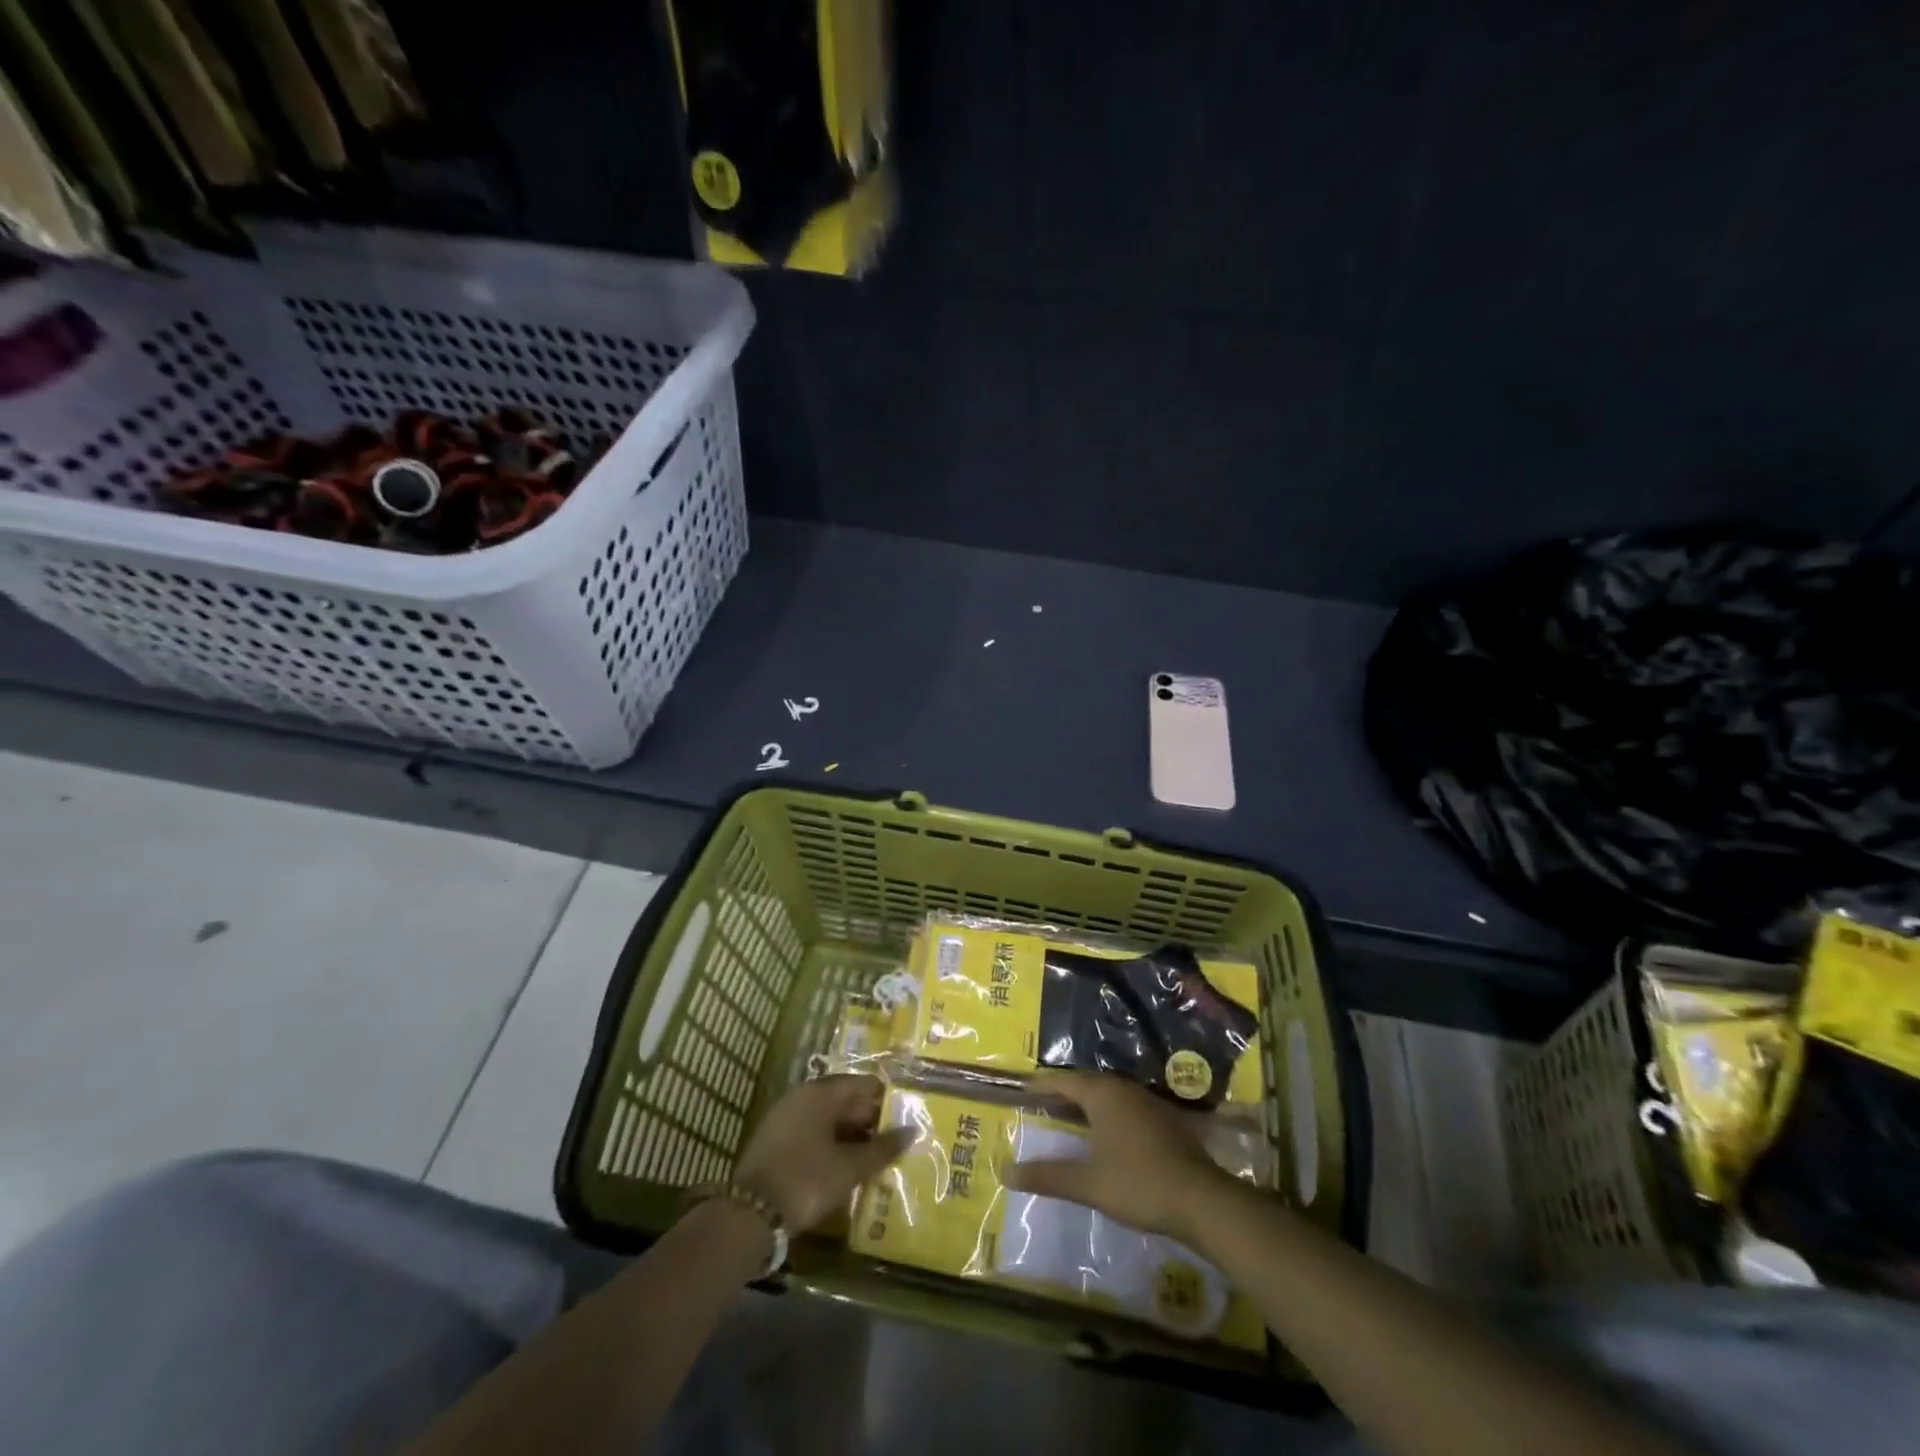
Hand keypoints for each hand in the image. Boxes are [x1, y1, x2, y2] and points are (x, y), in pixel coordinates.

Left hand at [731, 1074, 916, 1231]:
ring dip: (851, 1136)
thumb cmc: (806, 1180)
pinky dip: (831, 1146)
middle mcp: (801, 1096)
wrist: (749, 1215)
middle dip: (869, 1121)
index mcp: (820, 1092)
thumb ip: (882, 1149)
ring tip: (875, 1158)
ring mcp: (785, 1118)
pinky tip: (846, 1167)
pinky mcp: (775, 1142)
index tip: (905, 1117)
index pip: (861, 1084)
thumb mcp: (850, 1167)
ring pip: (827, 1120)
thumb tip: (912, 1132)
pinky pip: (812, 1134)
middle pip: (844, 1101)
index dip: (885, 1099)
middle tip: (894, 1142)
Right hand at [1001, 1071, 1234, 1240]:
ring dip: (1088, 1103)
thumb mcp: (1087, 1183)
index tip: (1024, 1090)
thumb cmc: (1137, 1183)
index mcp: (1103, 1094)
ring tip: (1070, 1116)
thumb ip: (1048, 1176)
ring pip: (1109, 1095)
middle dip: (1064, 1092)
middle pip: (1087, 1084)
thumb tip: (1006, 1172)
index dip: (1042, 1086)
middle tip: (1043, 1102)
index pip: (1065, 1081)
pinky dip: (1108, 1115)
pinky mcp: (1165, 1120)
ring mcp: (1148, 1103)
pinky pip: (1126, 1107)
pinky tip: (1106, 1134)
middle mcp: (1124, 1089)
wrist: (1200, 1199)